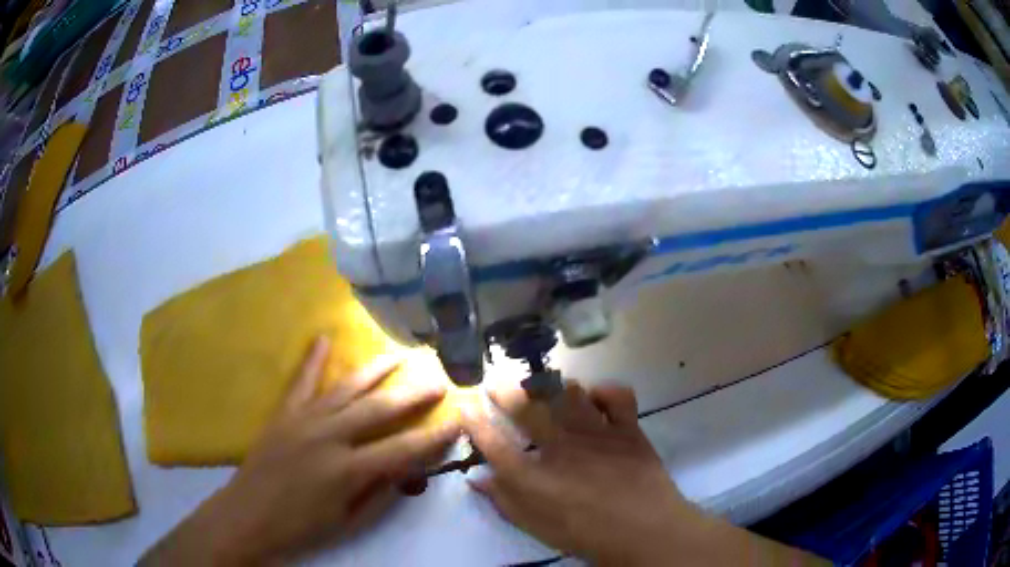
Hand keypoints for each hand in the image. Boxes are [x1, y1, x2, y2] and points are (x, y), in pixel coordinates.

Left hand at [141, 336, 459, 565]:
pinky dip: (312, 359)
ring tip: (397, 354)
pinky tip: (323, 338)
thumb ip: (380, 492)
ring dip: (375, 370)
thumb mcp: (349, 520)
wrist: (249, 515)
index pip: (403, 449)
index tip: (457, 421)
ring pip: (346, 388)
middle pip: (379, 410)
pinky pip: (301, 382)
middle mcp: (329, 437)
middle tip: (437, 378)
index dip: (433, 437)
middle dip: (412, 394)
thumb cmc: (302, 526)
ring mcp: (304, 420)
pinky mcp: (284, 413)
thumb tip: (407, 469)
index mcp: (348, 470)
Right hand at [465, 381, 825, 565]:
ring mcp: (597, 434)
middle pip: (526, 409)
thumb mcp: (539, 528)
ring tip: (541, 386)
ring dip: (551, 386)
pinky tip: (594, 397)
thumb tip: (477, 478)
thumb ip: (507, 502)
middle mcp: (562, 449)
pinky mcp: (628, 428)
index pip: (494, 444)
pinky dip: (604, 389)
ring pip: (568, 393)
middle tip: (495, 383)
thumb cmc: (589, 536)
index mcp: (536, 479)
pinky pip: (616, 394)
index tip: (466, 405)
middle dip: (504, 391)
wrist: (648, 531)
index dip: (475, 422)